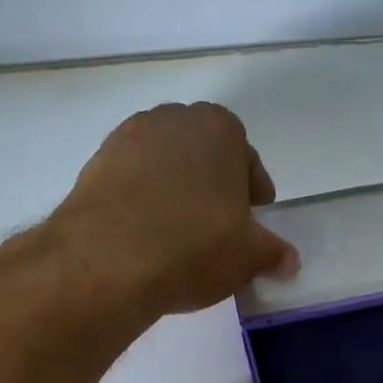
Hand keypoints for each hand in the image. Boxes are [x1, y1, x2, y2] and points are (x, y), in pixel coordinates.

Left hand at [47, 103, 297, 315]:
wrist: (108, 260)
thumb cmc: (194, 247)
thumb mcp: (247, 257)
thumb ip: (272, 253)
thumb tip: (289, 261)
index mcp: (219, 129)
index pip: (246, 156)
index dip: (252, 189)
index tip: (253, 216)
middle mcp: (172, 120)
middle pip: (201, 153)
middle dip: (212, 184)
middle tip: (217, 224)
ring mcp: (126, 139)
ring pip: (162, 165)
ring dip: (173, 191)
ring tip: (177, 232)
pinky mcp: (93, 167)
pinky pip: (129, 182)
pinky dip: (140, 202)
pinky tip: (144, 236)